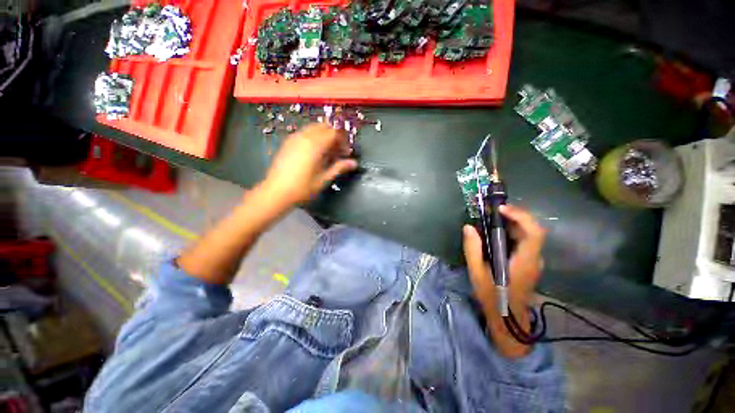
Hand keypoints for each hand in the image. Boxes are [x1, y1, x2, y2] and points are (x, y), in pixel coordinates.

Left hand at [262, 123, 357, 204]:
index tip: (345, 153)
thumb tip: (354, 163)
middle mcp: (305, 136)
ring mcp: (294, 138)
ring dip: (324, 136)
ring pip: (314, 128)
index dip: (343, 140)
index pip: (334, 132)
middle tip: (337, 151)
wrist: (276, 192)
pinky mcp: (288, 142)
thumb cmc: (303, 188)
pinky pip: (304, 133)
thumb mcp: (324, 179)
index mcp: (315, 145)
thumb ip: (339, 167)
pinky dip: (313, 137)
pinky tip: (314, 153)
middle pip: (324, 126)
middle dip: (334, 135)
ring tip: (327, 153)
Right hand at [462, 204, 546, 357]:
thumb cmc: (493, 297)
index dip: (521, 216)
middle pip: (532, 230)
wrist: (509, 319)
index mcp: (524, 261)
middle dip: (513, 216)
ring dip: (512, 223)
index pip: (534, 232)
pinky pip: (524, 241)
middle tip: (492, 210)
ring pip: (528, 234)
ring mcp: (533, 261)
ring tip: (492, 218)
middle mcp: (534, 258)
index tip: (501, 209)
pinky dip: (512, 232)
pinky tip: (496, 233)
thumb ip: (473, 249)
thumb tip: (468, 227)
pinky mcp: (529, 262)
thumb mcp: (477, 273)